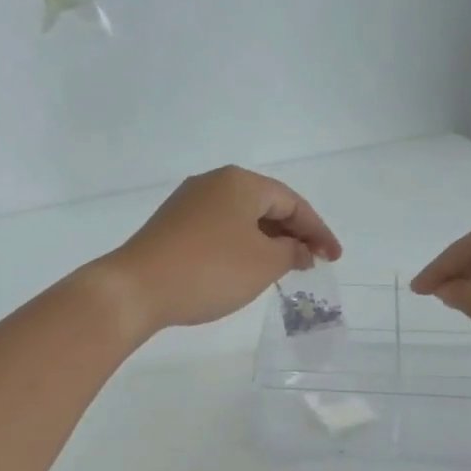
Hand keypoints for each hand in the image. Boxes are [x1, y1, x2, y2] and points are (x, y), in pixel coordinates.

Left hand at [97, 166, 341, 334]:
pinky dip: (240, 245)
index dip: (318, 231)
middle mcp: (213, 183)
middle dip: (292, 234)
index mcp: (240, 182)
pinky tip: (244, 268)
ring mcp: (187, 203)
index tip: (334, 259)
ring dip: (266, 241)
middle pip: (266, 206)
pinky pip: (218, 229)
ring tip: (282, 268)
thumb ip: (290, 252)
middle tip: (310, 264)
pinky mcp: (171, 225)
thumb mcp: (262, 264)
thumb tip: (298, 249)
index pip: (292, 202)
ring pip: (240, 218)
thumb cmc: (209, 271)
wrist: (136, 288)